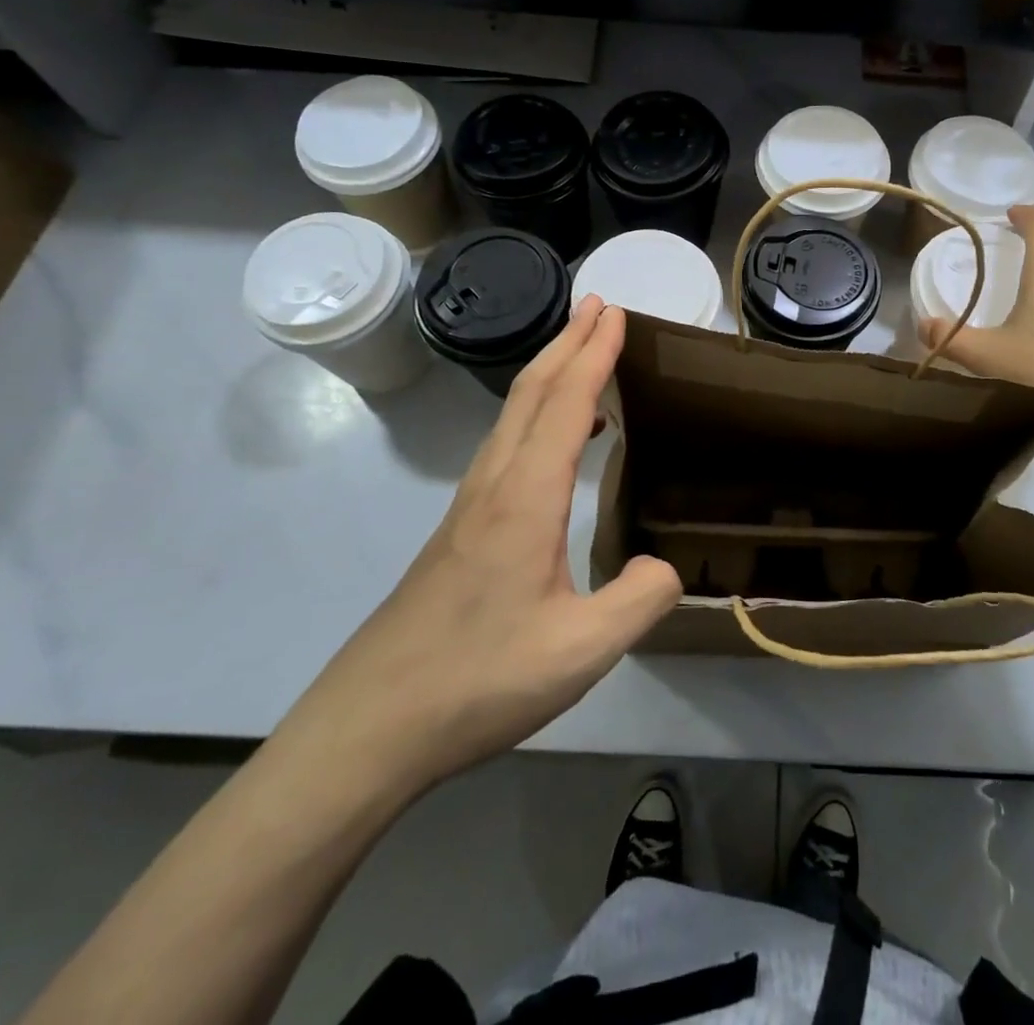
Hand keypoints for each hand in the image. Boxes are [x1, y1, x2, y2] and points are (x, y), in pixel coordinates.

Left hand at [273, 298, 681, 802]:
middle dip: (568, 342)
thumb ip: (640, 600)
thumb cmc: (478, 681)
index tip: (616, 313)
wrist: (369, 727)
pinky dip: (536, 416)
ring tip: (582, 356)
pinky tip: (554, 445)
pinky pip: (505, 447)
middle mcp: (493, 486)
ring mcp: (468, 508)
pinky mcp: (458, 532)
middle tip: (599, 306)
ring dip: (549, 374)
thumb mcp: (581, 651)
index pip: (566, 403)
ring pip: (512, 417)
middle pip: (531, 393)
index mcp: (525, 499)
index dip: (594, 354)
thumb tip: (664, 565)